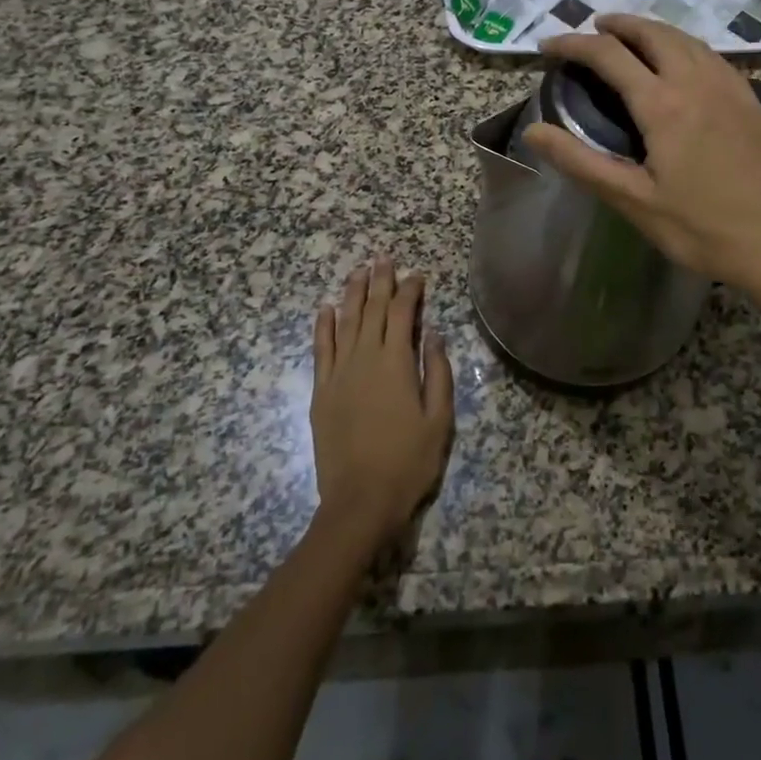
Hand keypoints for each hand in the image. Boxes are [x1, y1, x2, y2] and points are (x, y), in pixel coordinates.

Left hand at [309, 257, 453, 558]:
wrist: (360, 502)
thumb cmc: (408, 462)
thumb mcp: (439, 420)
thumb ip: (437, 372)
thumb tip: (433, 333)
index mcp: (396, 363)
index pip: (402, 314)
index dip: (410, 290)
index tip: (416, 274)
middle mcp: (365, 358)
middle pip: (372, 310)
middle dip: (379, 281)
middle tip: (383, 257)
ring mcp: (339, 373)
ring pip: (345, 322)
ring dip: (352, 294)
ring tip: (358, 271)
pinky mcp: (321, 391)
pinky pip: (321, 349)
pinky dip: (323, 326)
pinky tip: (325, 308)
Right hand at [521, 15, 760, 297]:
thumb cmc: (702, 229)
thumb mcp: (633, 201)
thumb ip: (581, 162)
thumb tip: (532, 131)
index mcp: (664, 105)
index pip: (609, 55)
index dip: (574, 44)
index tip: (548, 45)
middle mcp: (698, 83)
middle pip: (653, 33)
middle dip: (619, 24)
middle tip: (593, 28)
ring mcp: (732, 89)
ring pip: (688, 40)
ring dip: (653, 30)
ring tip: (632, 37)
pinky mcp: (754, 102)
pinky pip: (713, 57)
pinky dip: (685, 46)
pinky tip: (683, 64)